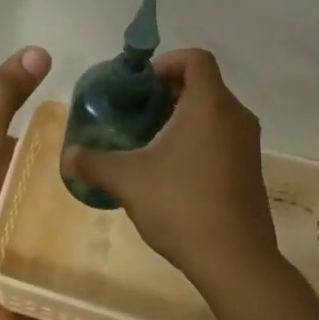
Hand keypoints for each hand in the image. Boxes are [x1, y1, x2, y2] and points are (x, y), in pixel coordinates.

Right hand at [60, 49, 278, 288]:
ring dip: (182, 117)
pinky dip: (198, 139)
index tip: (141, 85)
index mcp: (209, 105)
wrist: (235, 260)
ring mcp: (248, 144)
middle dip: (168, 91)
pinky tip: (171, 170)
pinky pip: (222, 137)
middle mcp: (235, 117)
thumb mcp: (127, 180)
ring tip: (149, 141)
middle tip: (136, 112)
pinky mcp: (250, 170)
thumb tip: (68, 156)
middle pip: (203, 84)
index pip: (196, 58)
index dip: (166, 62)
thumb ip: (93, 162)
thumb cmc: (181, 205)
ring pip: (213, 112)